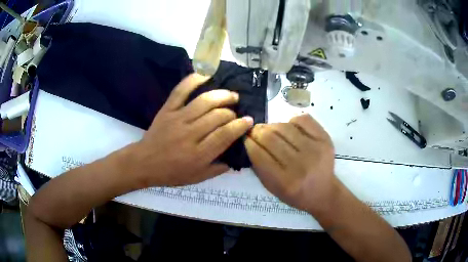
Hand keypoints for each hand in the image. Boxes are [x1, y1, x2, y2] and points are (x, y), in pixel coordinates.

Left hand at [133, 73, 252, 186]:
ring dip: (222, 95)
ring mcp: (178, 119)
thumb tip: (235, 159)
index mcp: (199, 154)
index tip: (249, 120)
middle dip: (232, 112)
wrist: (144, 163)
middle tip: (236, 112)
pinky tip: (207, 75)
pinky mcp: (168, 109)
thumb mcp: (197, 178)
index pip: (225, 135)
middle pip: (217, 116)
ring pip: (205, 101)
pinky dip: (194, 80)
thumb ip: (218, 169)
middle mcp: (190, 134)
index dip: (240, 126)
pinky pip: (181, 91)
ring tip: (232, 95)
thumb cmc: (171, 173)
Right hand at [245, 114, 335, 214]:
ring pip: (284, 126)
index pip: (259, 154)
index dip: (248, 142)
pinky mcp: (325, 139)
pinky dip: (291, 121)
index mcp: (285, 182)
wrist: (323, 191)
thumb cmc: (294, 193)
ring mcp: (315, 150)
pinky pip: (302, 119)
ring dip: (272, 126)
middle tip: (253, 131)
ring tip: (270, 130)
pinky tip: (290, 129)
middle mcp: (301, 165)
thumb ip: (258, 166)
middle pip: (270, 137)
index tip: (244, 137)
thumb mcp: (271, 188)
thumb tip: (249, 140)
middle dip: (257, 131)